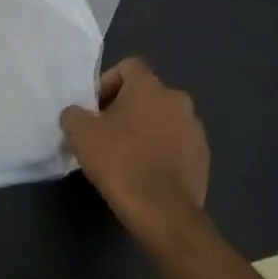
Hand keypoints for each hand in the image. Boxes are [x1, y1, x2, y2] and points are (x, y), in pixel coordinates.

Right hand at [60, 58, 209, 247]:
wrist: (163, 211)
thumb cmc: (120, 162)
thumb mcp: (81, 135)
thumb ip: (74, 115)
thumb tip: (77, 114)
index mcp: (150, 87)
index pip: (128, 67)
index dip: (107, 83)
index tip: (94, 109)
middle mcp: (178, 100)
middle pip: (146, 94)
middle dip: (125, 108)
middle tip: (106, 133)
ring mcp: (195, 129)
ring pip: (164, 119)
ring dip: (146, 130)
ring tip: (126, 156)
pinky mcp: (203, 157)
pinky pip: (177, 144)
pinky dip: (162, 151)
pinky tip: (146, 173)